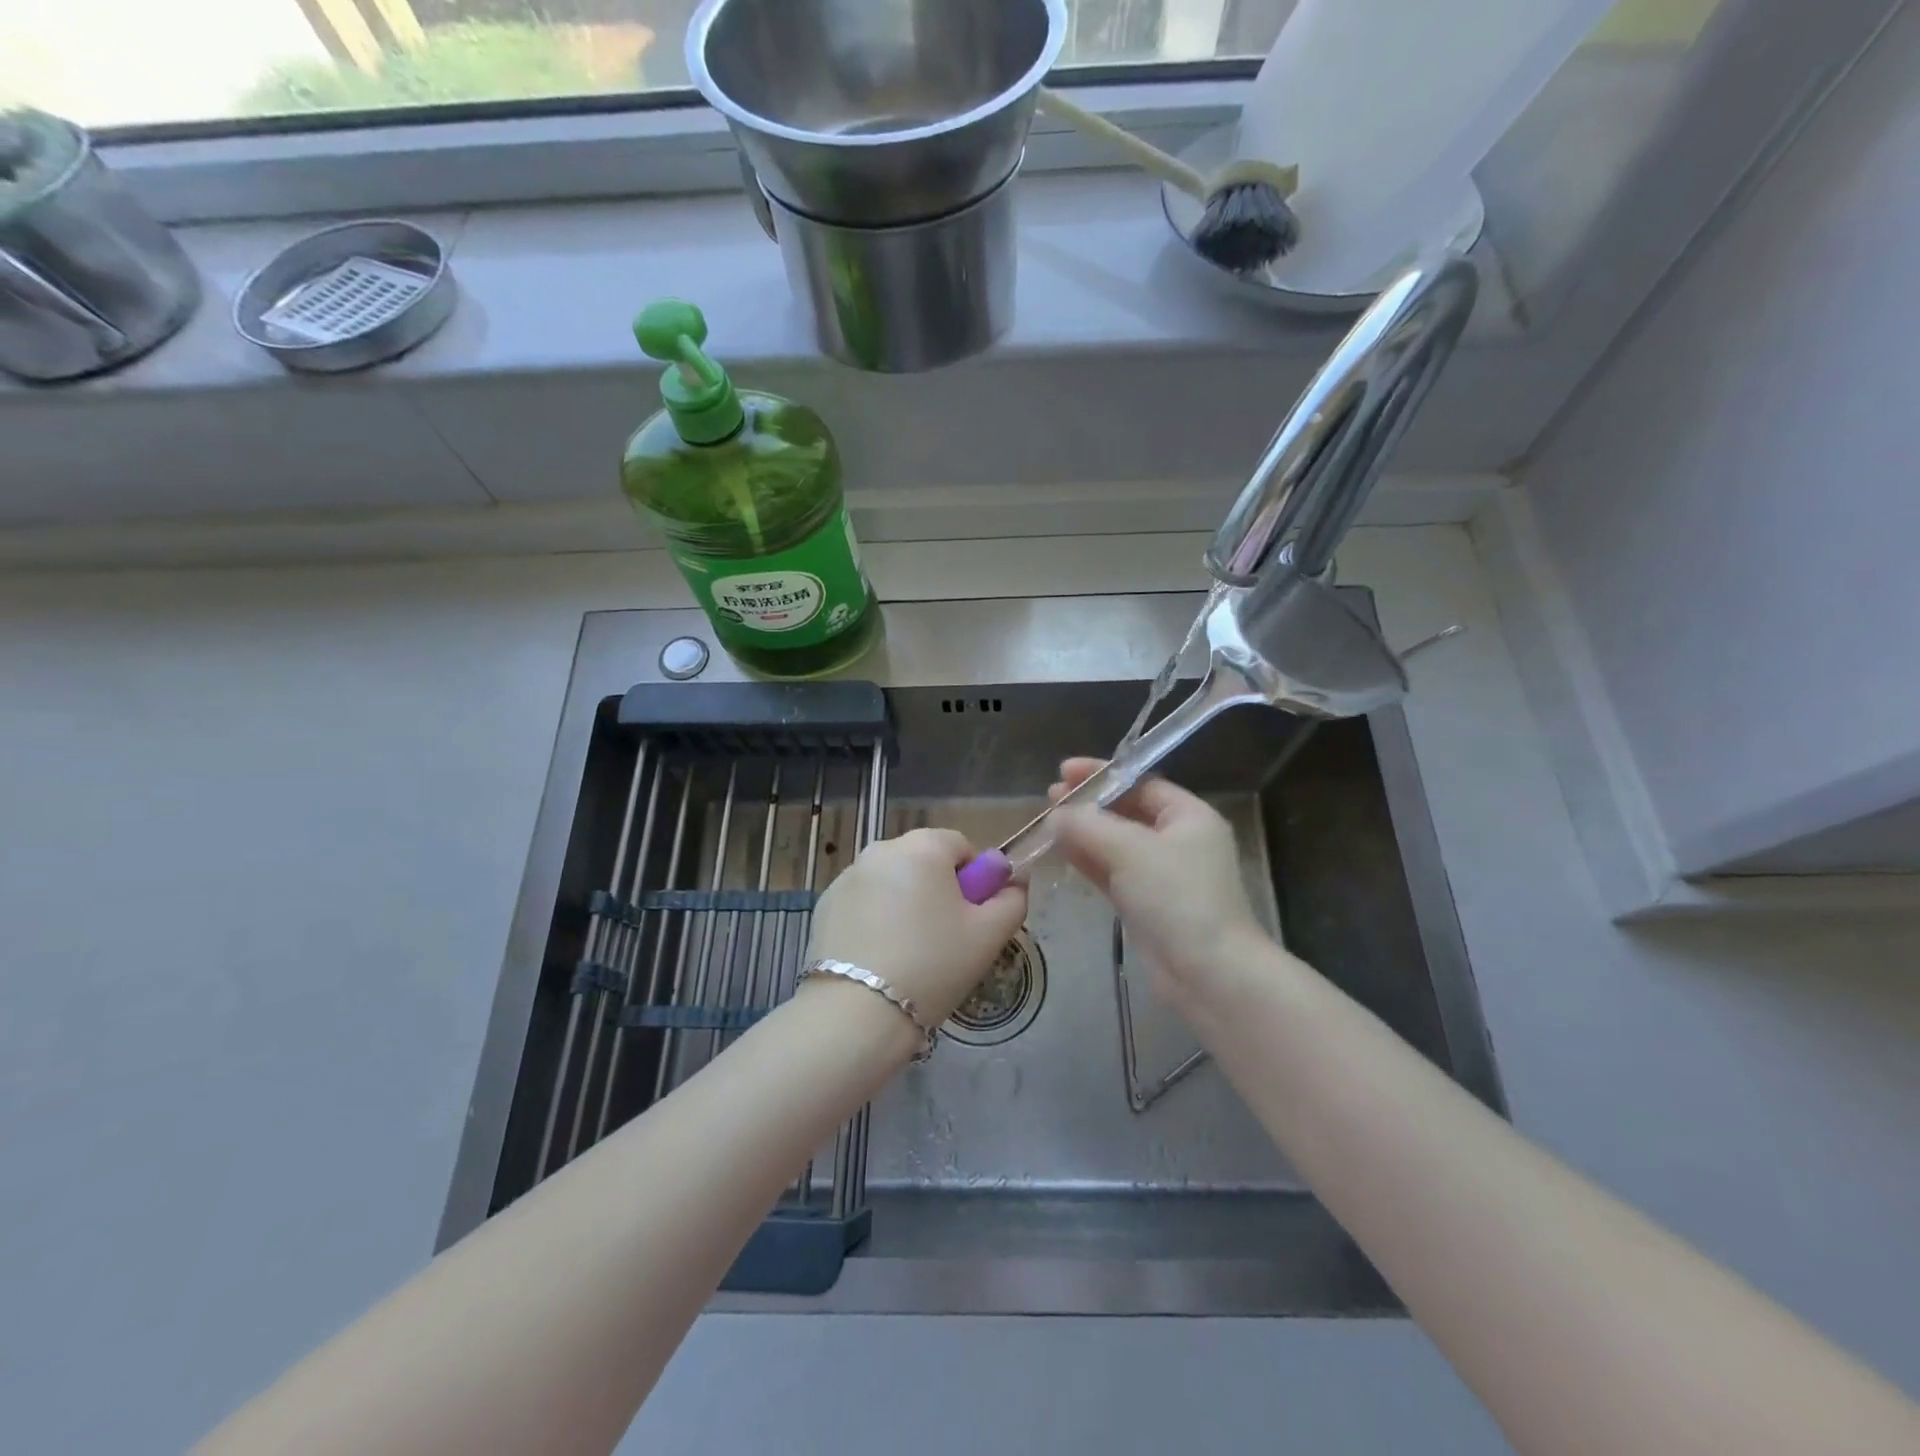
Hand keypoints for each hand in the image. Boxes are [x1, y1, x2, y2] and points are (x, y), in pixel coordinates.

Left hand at [806, 828, 1028, 1028]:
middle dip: (939, 890)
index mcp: (923, 847)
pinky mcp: (825, 904)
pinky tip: (879, 957)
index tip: (972, 918)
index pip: (960, 846)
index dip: (974, 879)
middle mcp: (881, 849)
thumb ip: (1012, 899)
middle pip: (924, 861)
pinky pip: (865, 901)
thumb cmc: (933, 966)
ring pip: (893, 881)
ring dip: (906, 903)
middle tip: (946, 938)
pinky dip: (876, 918)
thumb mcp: (989, 936)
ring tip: (910, 953)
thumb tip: (1012, 881)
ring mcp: (847, 876)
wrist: (856, 1013)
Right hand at [1050, 758, 1268, 1005]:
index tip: (1063, 770)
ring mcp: (1162, 876)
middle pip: (1127, 812)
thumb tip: (1056, 814)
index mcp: (1189, 817)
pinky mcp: (1146, 905)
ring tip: (1047, 823)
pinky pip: (1112, 873)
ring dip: (1083, 833)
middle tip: (1050, 797)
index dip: (1102, 774)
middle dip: (1088, 804)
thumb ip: (1089, 826)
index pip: (1141, 783)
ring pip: (1116, 844)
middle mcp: (1178, 841)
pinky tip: (1060, 852)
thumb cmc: (1178, 898)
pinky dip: (1088, 861)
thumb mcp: (1131, 850)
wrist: (1210, 975)